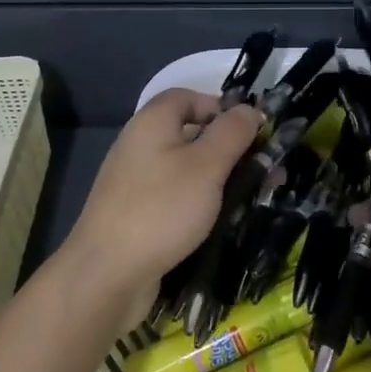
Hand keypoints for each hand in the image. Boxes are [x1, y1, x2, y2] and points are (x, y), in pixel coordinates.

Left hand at [61, 89, 263, 330]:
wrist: (107, 274)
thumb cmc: (161, 209)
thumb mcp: (206, 165)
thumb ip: (232, 133)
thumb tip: (250, 109)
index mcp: (152, 122)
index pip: (188, 97)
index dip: (221, 107)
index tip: (252, 131)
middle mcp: (140, 145)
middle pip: (190, 133)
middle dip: (229, 147)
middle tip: (263, 168)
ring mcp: (136, 181)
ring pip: (186, 168)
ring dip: (220, 178)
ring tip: (253, 196)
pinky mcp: (138, 213)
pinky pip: (176, 196)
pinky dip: (201, 202)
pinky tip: (221, 220)